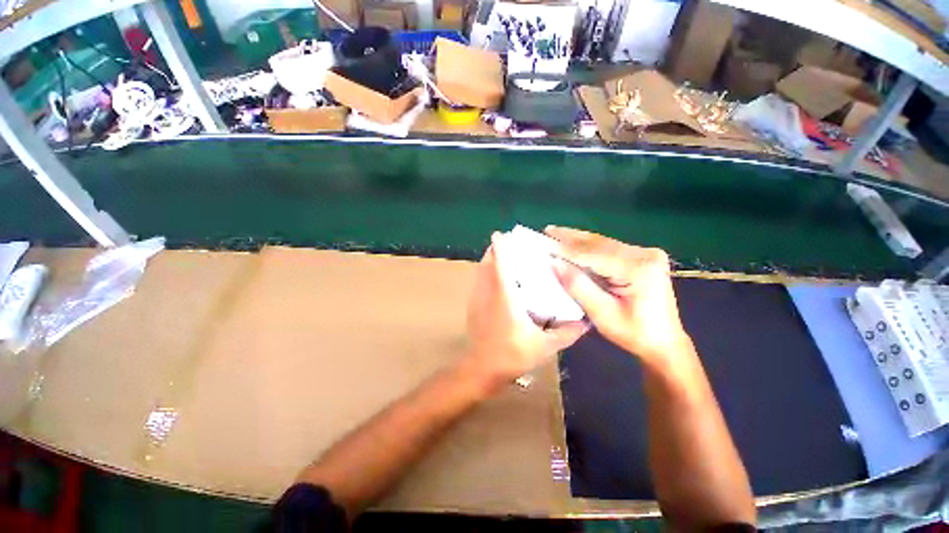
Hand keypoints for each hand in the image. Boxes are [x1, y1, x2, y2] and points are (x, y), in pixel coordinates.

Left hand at [463, 232, 588, 390]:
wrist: (482, 369)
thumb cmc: (513, 357)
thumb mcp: (545, 347)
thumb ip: (567, 333)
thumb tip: (586, 321)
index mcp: (505, 300)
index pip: (501, 267)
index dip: (500, 249)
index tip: (501, 234)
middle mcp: (488, 294)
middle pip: (487, 263)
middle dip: (496, 249)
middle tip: (511, 242)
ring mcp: (477, 299)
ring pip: (481, 270)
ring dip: (490, 258)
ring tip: (504, 253)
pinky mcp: (473, 304)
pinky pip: (478, 279)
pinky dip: (486, 270)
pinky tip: (497, 274)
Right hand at [546, 226, 690, 365]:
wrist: (664, 342)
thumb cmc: (633, 333)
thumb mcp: (602, 314)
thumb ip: (578, 286)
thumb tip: (554, 263)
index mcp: (638, 269)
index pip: (593, 255)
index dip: (566, 250)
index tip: (544, 243)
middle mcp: (644, 254)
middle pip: (598, 244)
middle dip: (570, 238)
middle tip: (547, 231)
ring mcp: (645, 253)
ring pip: (603, 243)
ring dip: (577, 239)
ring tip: (555, 232)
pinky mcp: (642, 257)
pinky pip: (609, 248)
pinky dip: (588, 246)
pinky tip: (574, 240)